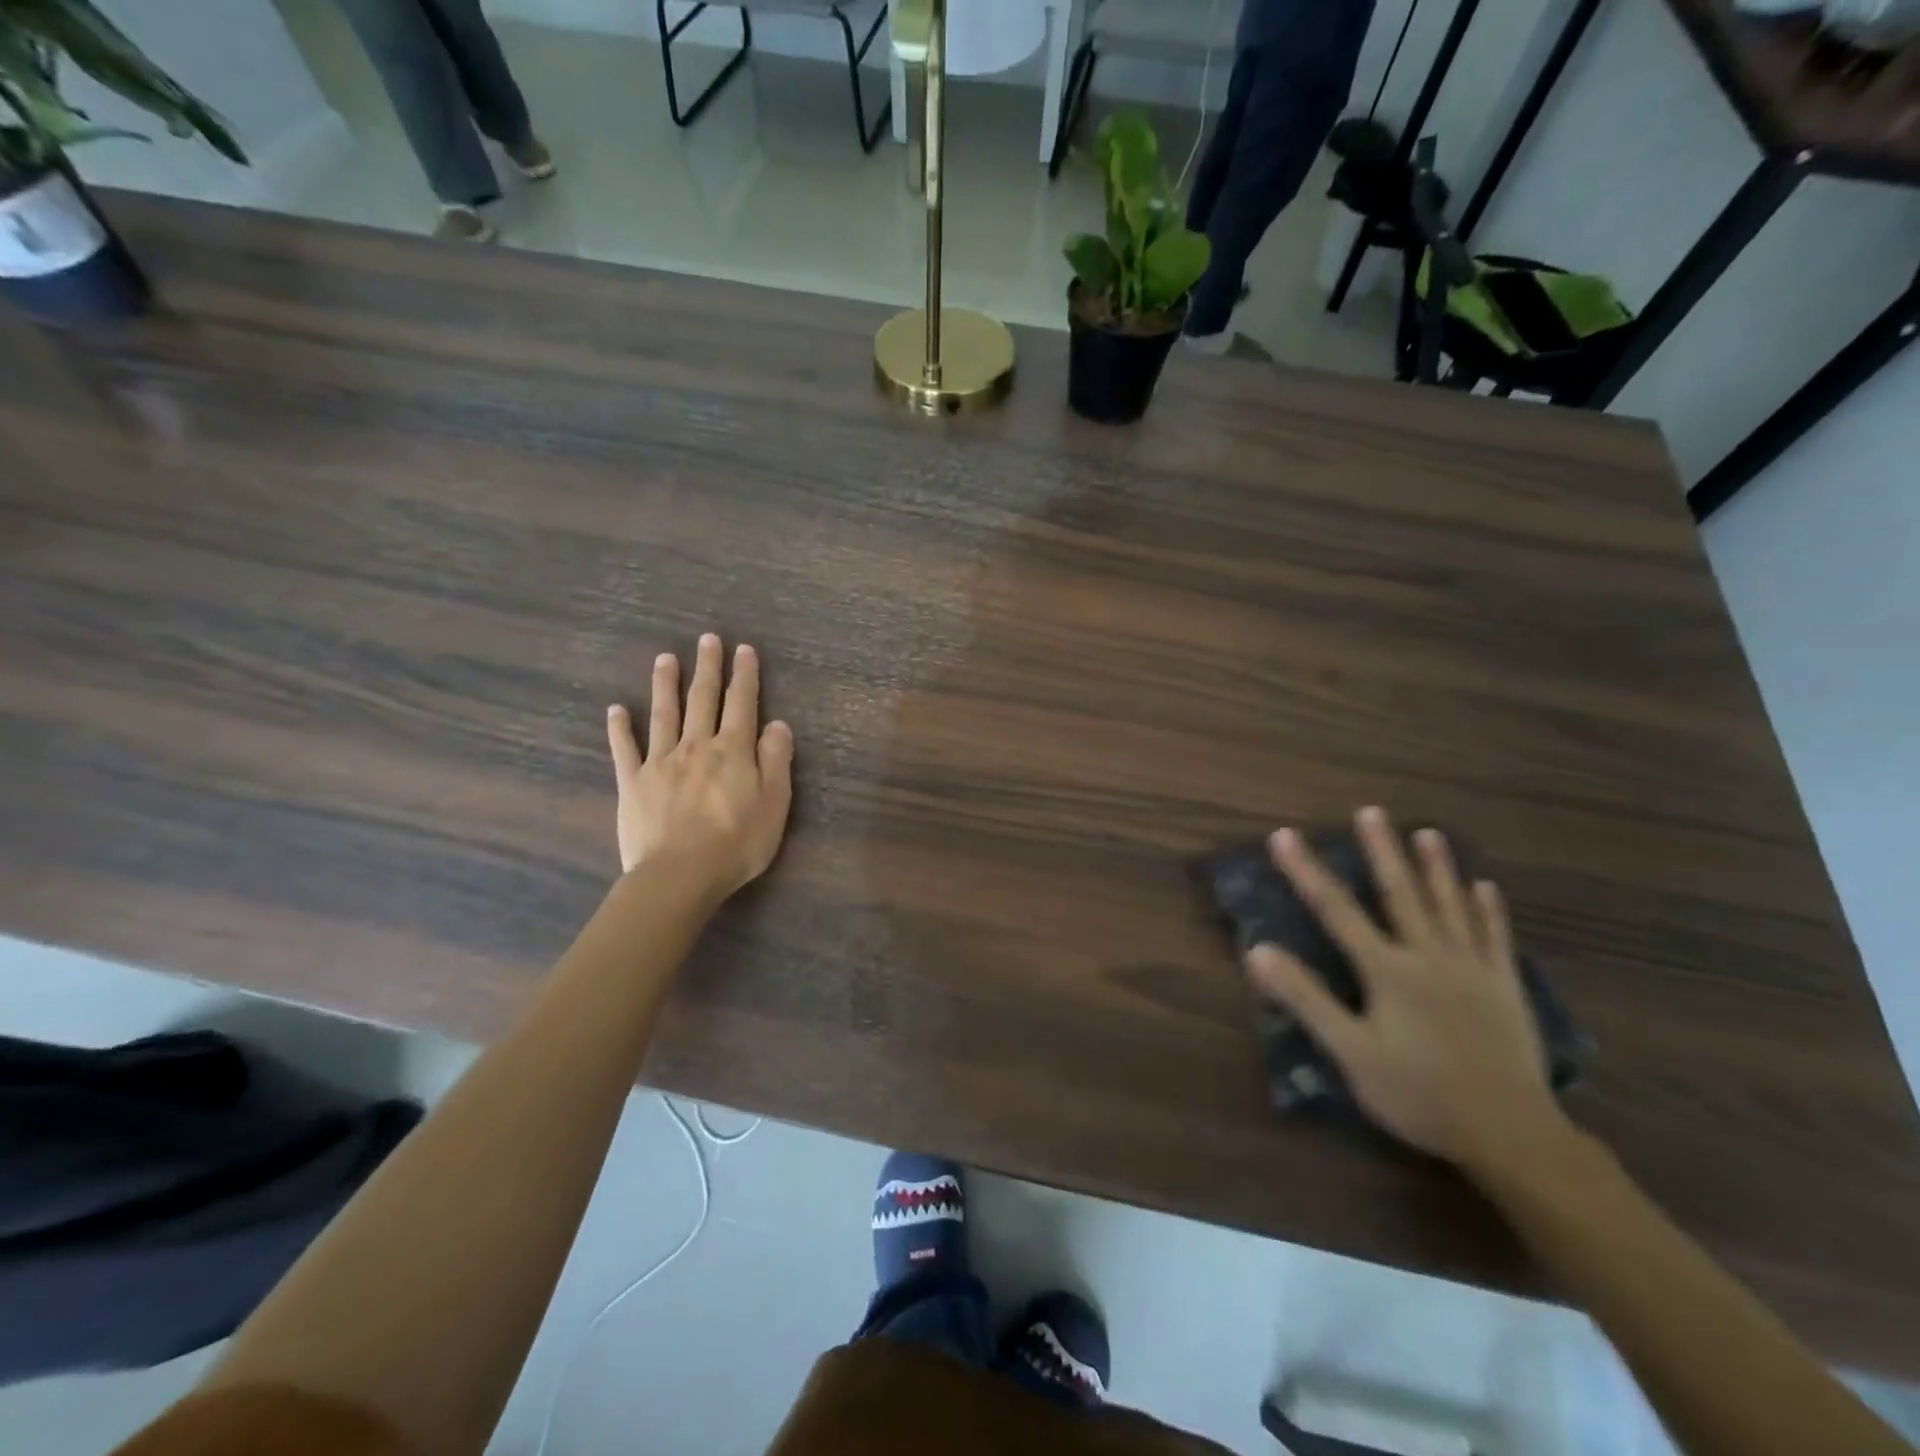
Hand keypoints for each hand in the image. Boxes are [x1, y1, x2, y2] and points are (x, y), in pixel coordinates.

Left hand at [605, 634, 793, 900]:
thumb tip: (778, 724)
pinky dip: (620, 728)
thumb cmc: (737, 843)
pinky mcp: (633, 783)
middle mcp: (697, 746)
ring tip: (666, 658)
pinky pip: (625, 749)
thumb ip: (776, 760)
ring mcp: (661, 762)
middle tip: (707, 639)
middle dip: (708, 668)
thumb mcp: (775, 803)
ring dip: (666, 684)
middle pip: (703, 700)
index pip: (742, 704)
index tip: (744, 649)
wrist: (680, 874)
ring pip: (664, 714)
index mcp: (733, 751)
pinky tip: (616, 709)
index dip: (745, 675)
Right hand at [1245, 807, 1569, 1176]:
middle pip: (1401, 894)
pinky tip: (1485, 887)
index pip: (1336, 910)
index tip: (1284, 835)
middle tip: (1372, 811)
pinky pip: (1495, 938)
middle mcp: (1430, 956)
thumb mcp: (1351, 1052)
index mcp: (1388, 970)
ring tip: (1427, 833)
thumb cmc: (1420, 1094)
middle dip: (1382, 851)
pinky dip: (1488, 910)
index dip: (1306, 871)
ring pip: (1451, 907)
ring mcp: (1473, 970)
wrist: (1512, 1135)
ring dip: (1437, 867)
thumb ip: (1306, 999)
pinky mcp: (1505, 989)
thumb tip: (1258, 952)